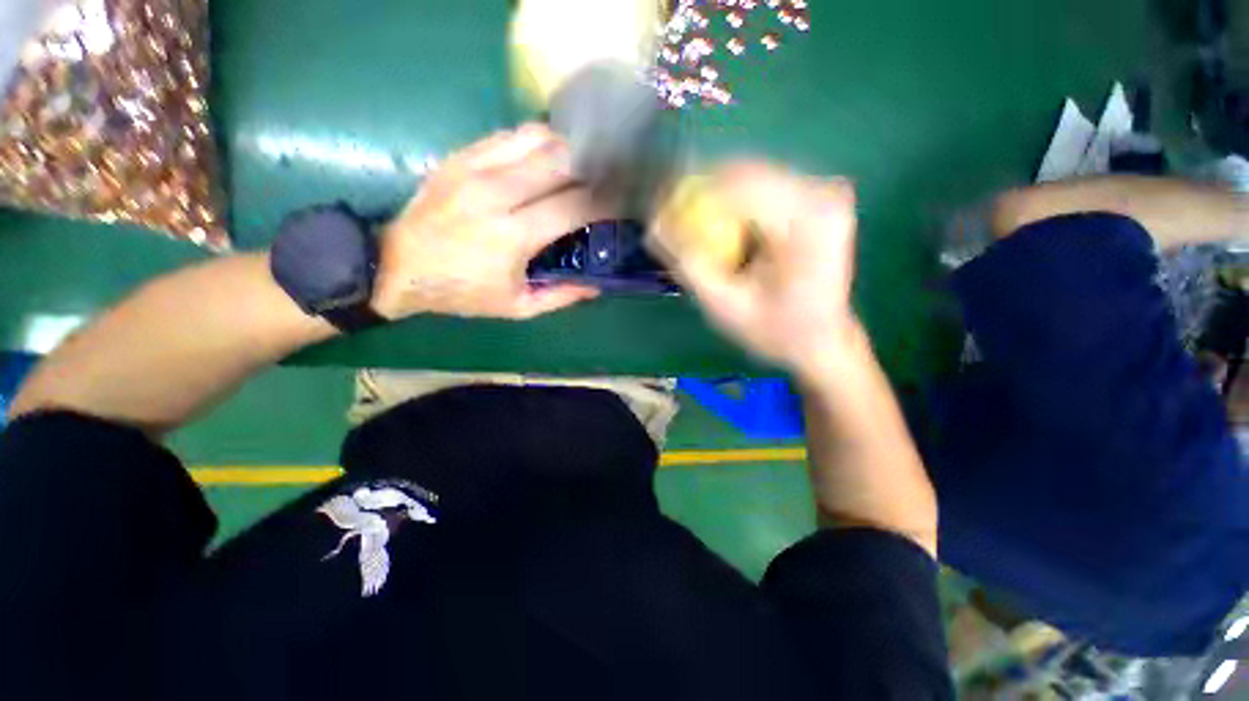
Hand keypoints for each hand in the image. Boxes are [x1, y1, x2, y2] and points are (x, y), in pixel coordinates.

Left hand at [371, 124, 603, 320]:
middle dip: (592, 167)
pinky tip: (545, 157)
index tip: (621, 202)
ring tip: (579, 165)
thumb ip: (561, 297)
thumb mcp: (517, 307)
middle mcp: (497, 193)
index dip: (605, 201)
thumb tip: (596, 286)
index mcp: (514, 235)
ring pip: (537, 137)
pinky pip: (509, 135)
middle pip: (560, 161)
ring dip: (566, 148)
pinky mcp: (460, 156)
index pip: (575, 205)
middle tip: (606, 179)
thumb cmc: (462, 292)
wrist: (395, 266)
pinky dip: (536, 142)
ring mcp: (475, 167)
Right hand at [654, 161, 859, 382]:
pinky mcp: (816, 195)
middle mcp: (823, 194)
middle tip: (669, 216)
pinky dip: (733, 202)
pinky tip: (720, 226)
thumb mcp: (725, 306)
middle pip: (746, 173)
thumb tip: (654, 228)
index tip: (659, 209)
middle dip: (701, 191)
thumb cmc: (775, 331)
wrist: (820, 338)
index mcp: (809, 222)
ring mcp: (823, 191)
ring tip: (690, 225)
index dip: (693, 192)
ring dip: (715, 196)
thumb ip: (689, 266)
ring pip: (751, 175)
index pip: (741, 186)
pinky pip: (762, 186)